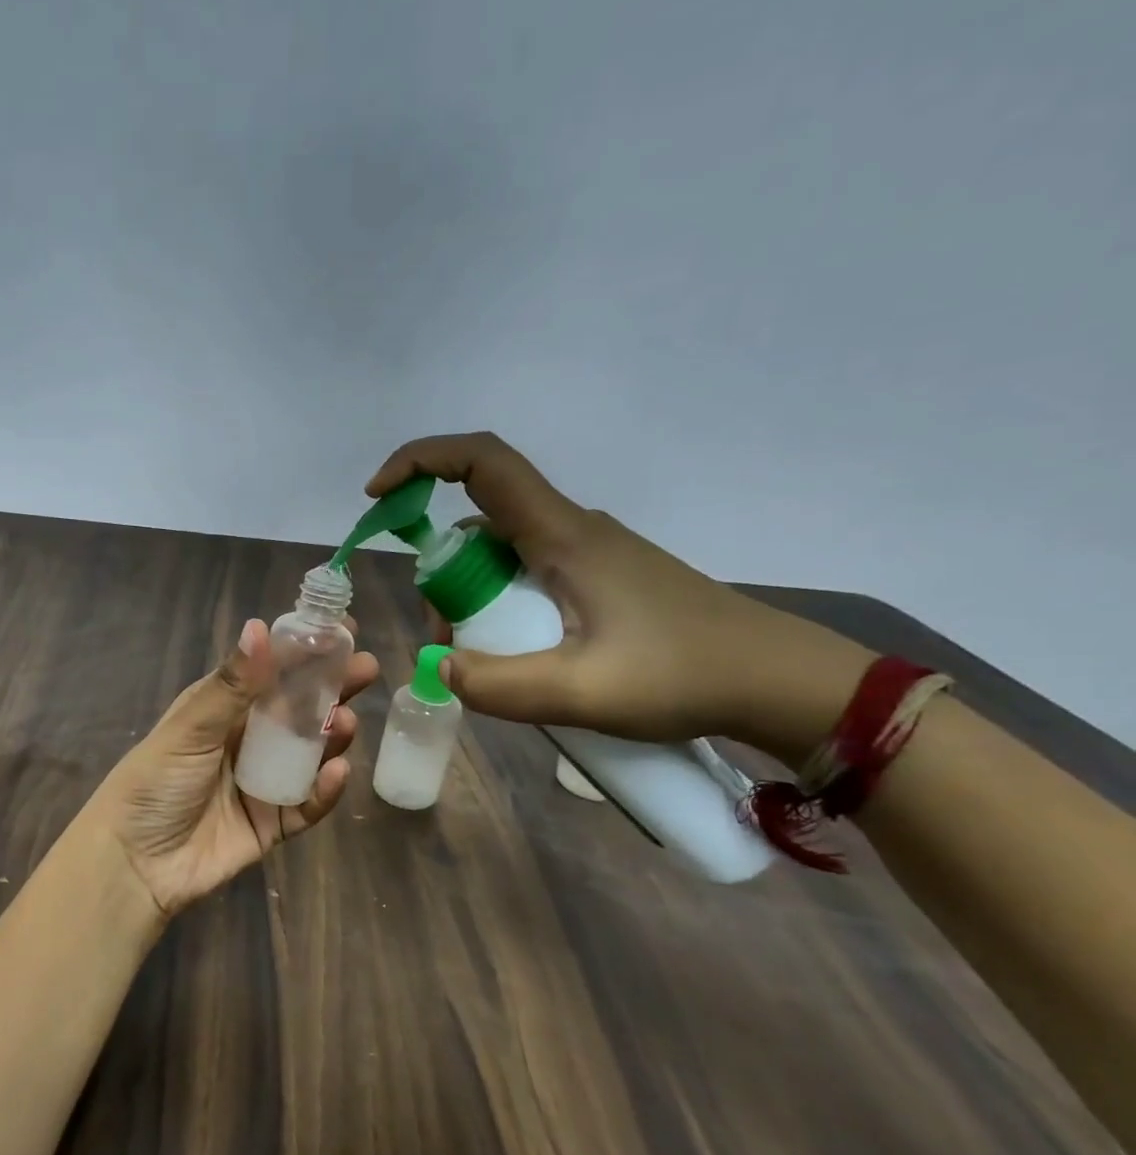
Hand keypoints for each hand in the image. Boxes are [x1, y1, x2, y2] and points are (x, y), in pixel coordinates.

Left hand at [84, 617, 378, 918]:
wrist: (135, 865)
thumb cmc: (154, 784)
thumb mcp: (189, 729)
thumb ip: (230, 685)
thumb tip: (259, 626)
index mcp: (221, 709)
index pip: (270, 671)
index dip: (304, 651)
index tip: (341, 630)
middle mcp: (245, 740)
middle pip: (298, 709)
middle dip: (332, 688)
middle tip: (366, 670)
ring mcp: (262, 782)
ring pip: (309, 754)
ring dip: (331, 736)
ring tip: (347, 722)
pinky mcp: (272, 823)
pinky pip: (306, 803)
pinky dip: (324, 790)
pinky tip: (338, 772)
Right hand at [367, 432, 872, 762]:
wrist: (777, 682)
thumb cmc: (683, 675)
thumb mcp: (582, 692)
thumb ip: (499, 685)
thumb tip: (442, 668)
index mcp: (563, 536)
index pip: (482, 462)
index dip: (420, 462)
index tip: (377, 497)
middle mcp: (571, 531)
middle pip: (478, 522)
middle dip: (442, 576)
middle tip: (449, 643)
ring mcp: (588, 554)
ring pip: (500, 556)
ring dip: (472, 600)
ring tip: (489, 664)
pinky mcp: (600, 579)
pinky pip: (527, 577)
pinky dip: (502, 609)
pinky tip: (523, 660)